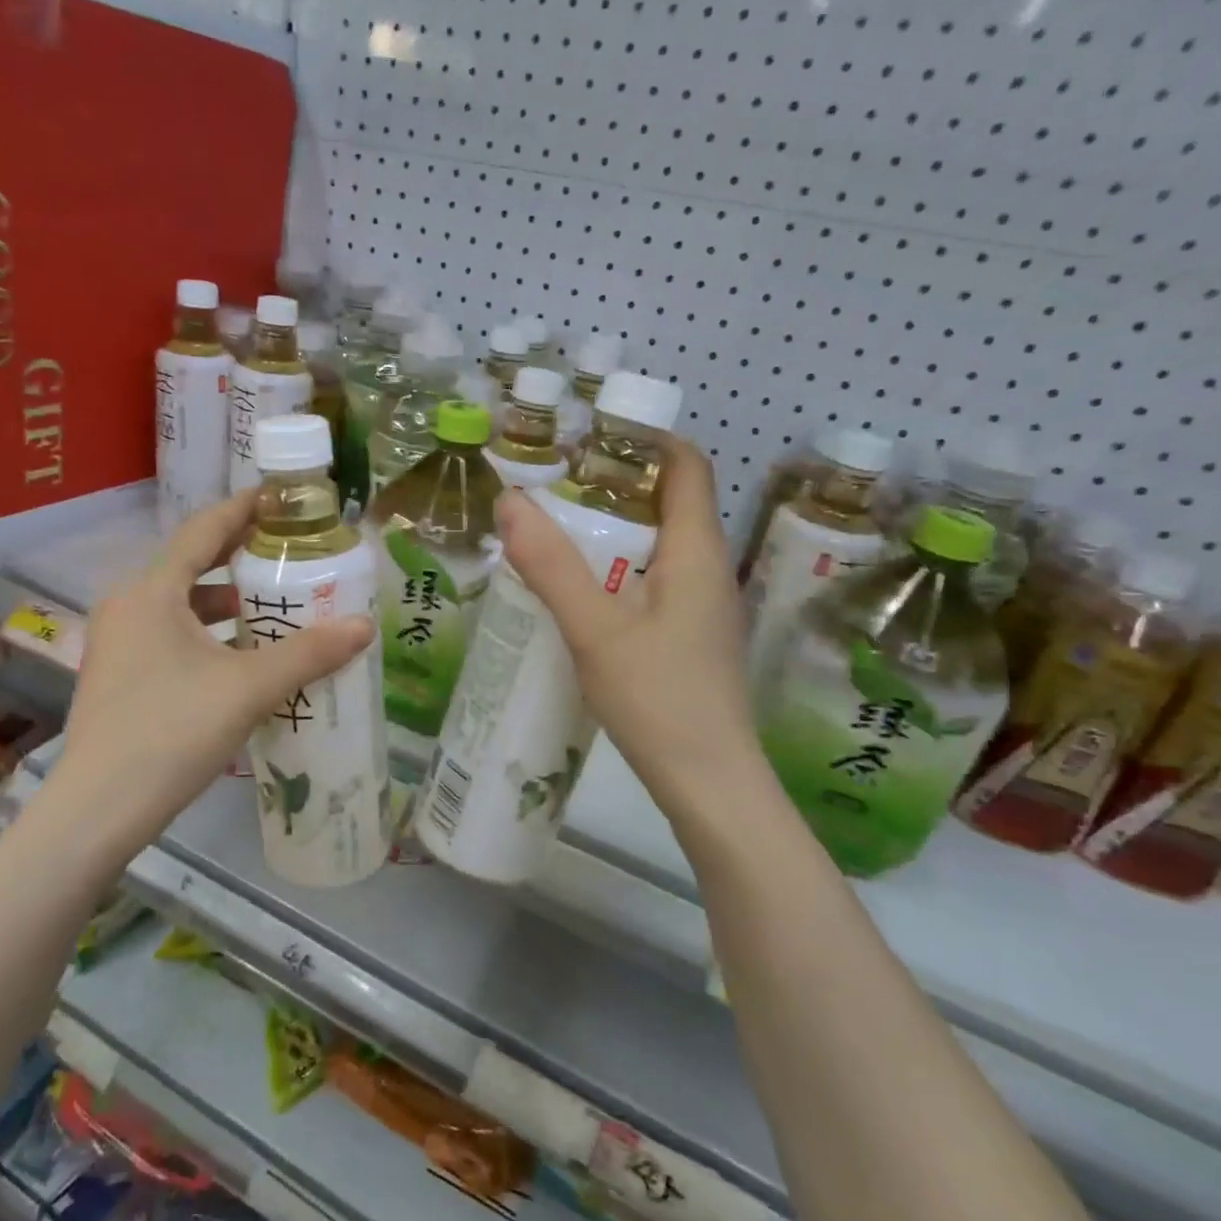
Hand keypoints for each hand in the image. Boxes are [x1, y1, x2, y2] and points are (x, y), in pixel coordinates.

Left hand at [48, 493, 373, 855]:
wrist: (99, 810)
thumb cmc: (172, 732)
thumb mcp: (248, 688)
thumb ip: (308, 654)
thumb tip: (365, 625)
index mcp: (152, 592)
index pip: (203, 529)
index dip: (245, 509)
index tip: (283, 499)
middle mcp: (128, 606)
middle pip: (191, 564)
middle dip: (240, 556)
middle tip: (290, 552)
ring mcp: (118, 643)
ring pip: (180, 604)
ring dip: (225, 601)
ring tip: (272, 605)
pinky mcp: (119, 676)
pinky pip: (170, 634)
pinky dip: (207, 633)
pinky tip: (240, 657)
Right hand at [494, 438, 761, 826]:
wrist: (710, 785)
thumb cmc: (659, 701)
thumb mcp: (595, 630)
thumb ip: (552, 566)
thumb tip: (510, 500)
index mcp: (696, 552)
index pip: (686, 466)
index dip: (645, 439)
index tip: (588, 435)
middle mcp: (708, 570)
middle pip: (669, 503)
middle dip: (614, 485)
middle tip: (552, 484)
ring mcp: (703, 608)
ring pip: (659, 547)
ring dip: (614, 531)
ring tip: (555, 531)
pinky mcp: (691, 639)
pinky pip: (655, 583)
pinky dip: (618, 571)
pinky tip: (579, 594)